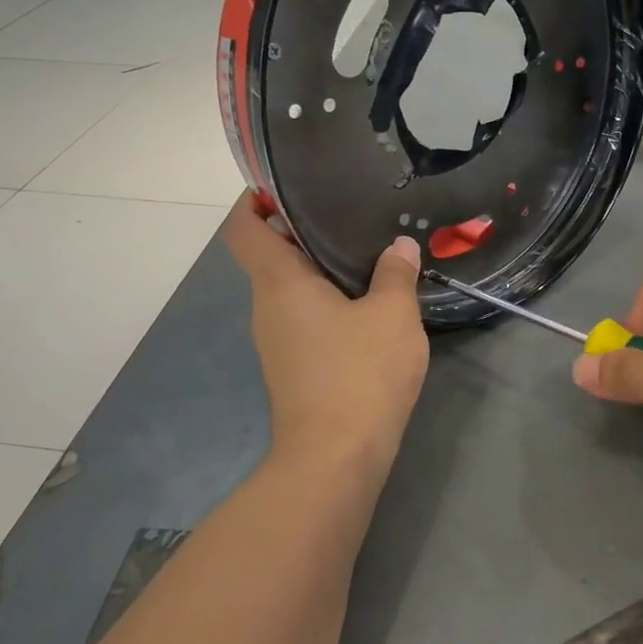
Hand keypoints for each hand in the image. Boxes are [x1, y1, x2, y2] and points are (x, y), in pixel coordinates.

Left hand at [225, 195, 428, 480]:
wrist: (336, 459)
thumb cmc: (359, 374)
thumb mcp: (392, 315)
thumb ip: (396, 274)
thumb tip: (399, 248)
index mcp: (279, 283)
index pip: (243, 228)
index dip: (254, 200)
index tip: (288, 184)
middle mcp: (267, 308)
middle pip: (271, 256)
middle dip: (305, 231)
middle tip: (352, 213)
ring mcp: (277, 341)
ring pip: (292, 289)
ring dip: (322, 270)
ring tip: (368, 253)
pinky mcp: (294, 368)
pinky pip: (306, 318)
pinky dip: (329, 302)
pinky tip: (369, 304)